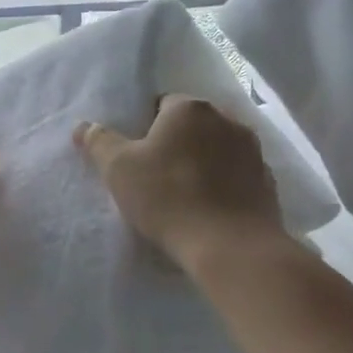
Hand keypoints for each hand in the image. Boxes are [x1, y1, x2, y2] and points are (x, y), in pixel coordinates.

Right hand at [73, 94, 287, 272]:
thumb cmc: (169, 198)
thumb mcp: (119, 170)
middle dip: (177, 144)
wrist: (232, 247)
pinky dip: (226, 186)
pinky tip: (212, 211)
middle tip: (157, 177)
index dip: (146, 129)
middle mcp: (227, 119)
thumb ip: (99, 142)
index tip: (138, 158)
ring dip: (204, 163)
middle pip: (193, 125)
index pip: (162, 104)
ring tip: (187, 197)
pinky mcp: (269, 182)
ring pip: (218, 149)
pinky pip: (238, 176)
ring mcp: (253, 150)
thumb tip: (83, 126)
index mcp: (190, 108)